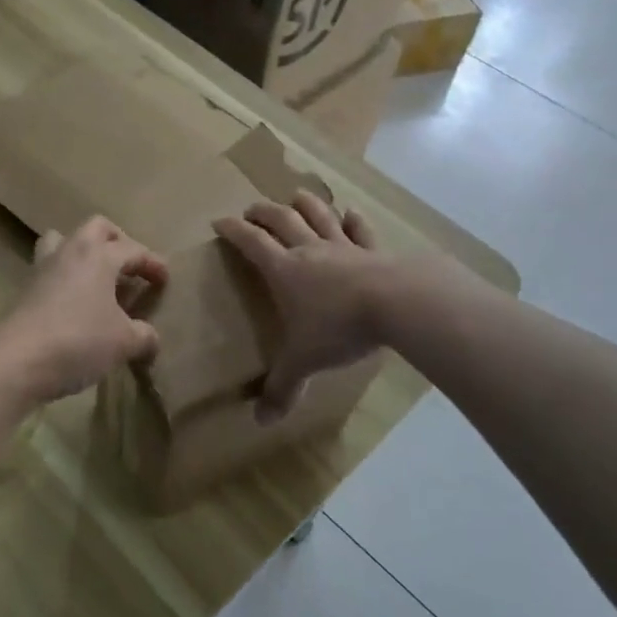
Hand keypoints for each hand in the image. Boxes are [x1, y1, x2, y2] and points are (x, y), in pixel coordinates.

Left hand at [0, 217, 167, 403]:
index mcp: (99, 256)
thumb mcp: (124, 342)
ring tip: (96, 278)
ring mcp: (43, 268)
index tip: (165, 280)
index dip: (153, 263)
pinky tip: (75, 304)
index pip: (133, 249)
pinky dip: (66, 279)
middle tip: (129, 266)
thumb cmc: (79, 341)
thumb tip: (150, 338)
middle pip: (96, 228)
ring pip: (63, 241)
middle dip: (117, 241)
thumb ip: (144, 336)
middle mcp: (70, 252)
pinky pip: (50, 270)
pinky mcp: (25, 289)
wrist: (17, 360)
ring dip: (83, 253)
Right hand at [214, 191, 390, 422]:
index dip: (233, 230)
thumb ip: (282, 387)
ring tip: (297, 196)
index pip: (251, 242)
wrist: (396, 304)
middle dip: (263, 212)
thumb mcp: (304, 361)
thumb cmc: (338, 327)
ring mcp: (344, 247)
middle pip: (282, 220)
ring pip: (320, 216)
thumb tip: (261, 420)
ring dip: (306, 204)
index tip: (220, 221)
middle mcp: (310, 250)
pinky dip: (354, 220)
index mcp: (284, 270)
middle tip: (252, 209)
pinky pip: (361, 230)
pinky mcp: (375, 251)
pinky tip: (352, 213)